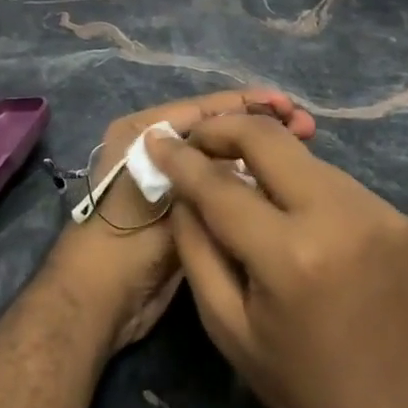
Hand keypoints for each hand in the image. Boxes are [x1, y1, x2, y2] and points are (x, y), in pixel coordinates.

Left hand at [47, 91, 315, 356]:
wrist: (102, 302)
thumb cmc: (124, 239)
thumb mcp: (165, 192)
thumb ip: (205, 169)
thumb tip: (253, 147)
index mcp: (142, 133)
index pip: (202, 109)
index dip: (246, 105)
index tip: (287, 105)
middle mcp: (156, 150)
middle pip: (215, 130)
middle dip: (258, 126)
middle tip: (305, 125)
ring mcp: (172, 182)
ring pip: (222, 158)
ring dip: (257, 153)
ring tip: (304, 144)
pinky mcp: (185, 211)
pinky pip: (222, 187)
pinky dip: (248, 181)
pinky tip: (280, 181)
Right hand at [147, 115, 407, 407]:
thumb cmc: (305, 388)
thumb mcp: (229, 328)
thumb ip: (196, 248)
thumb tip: (182, 188)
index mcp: (291, 256)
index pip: (220, 184)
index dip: (182, 157)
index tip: (158, 138)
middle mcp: (339, 217)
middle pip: (268, 138)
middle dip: (224, 128)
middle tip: (199, 141)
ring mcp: (380, 213)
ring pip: (304, 158)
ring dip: (267, 162)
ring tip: (246, 184)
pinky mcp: (403, 219)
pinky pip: (337, 185)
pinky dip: (305, 189)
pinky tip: (297, 217)